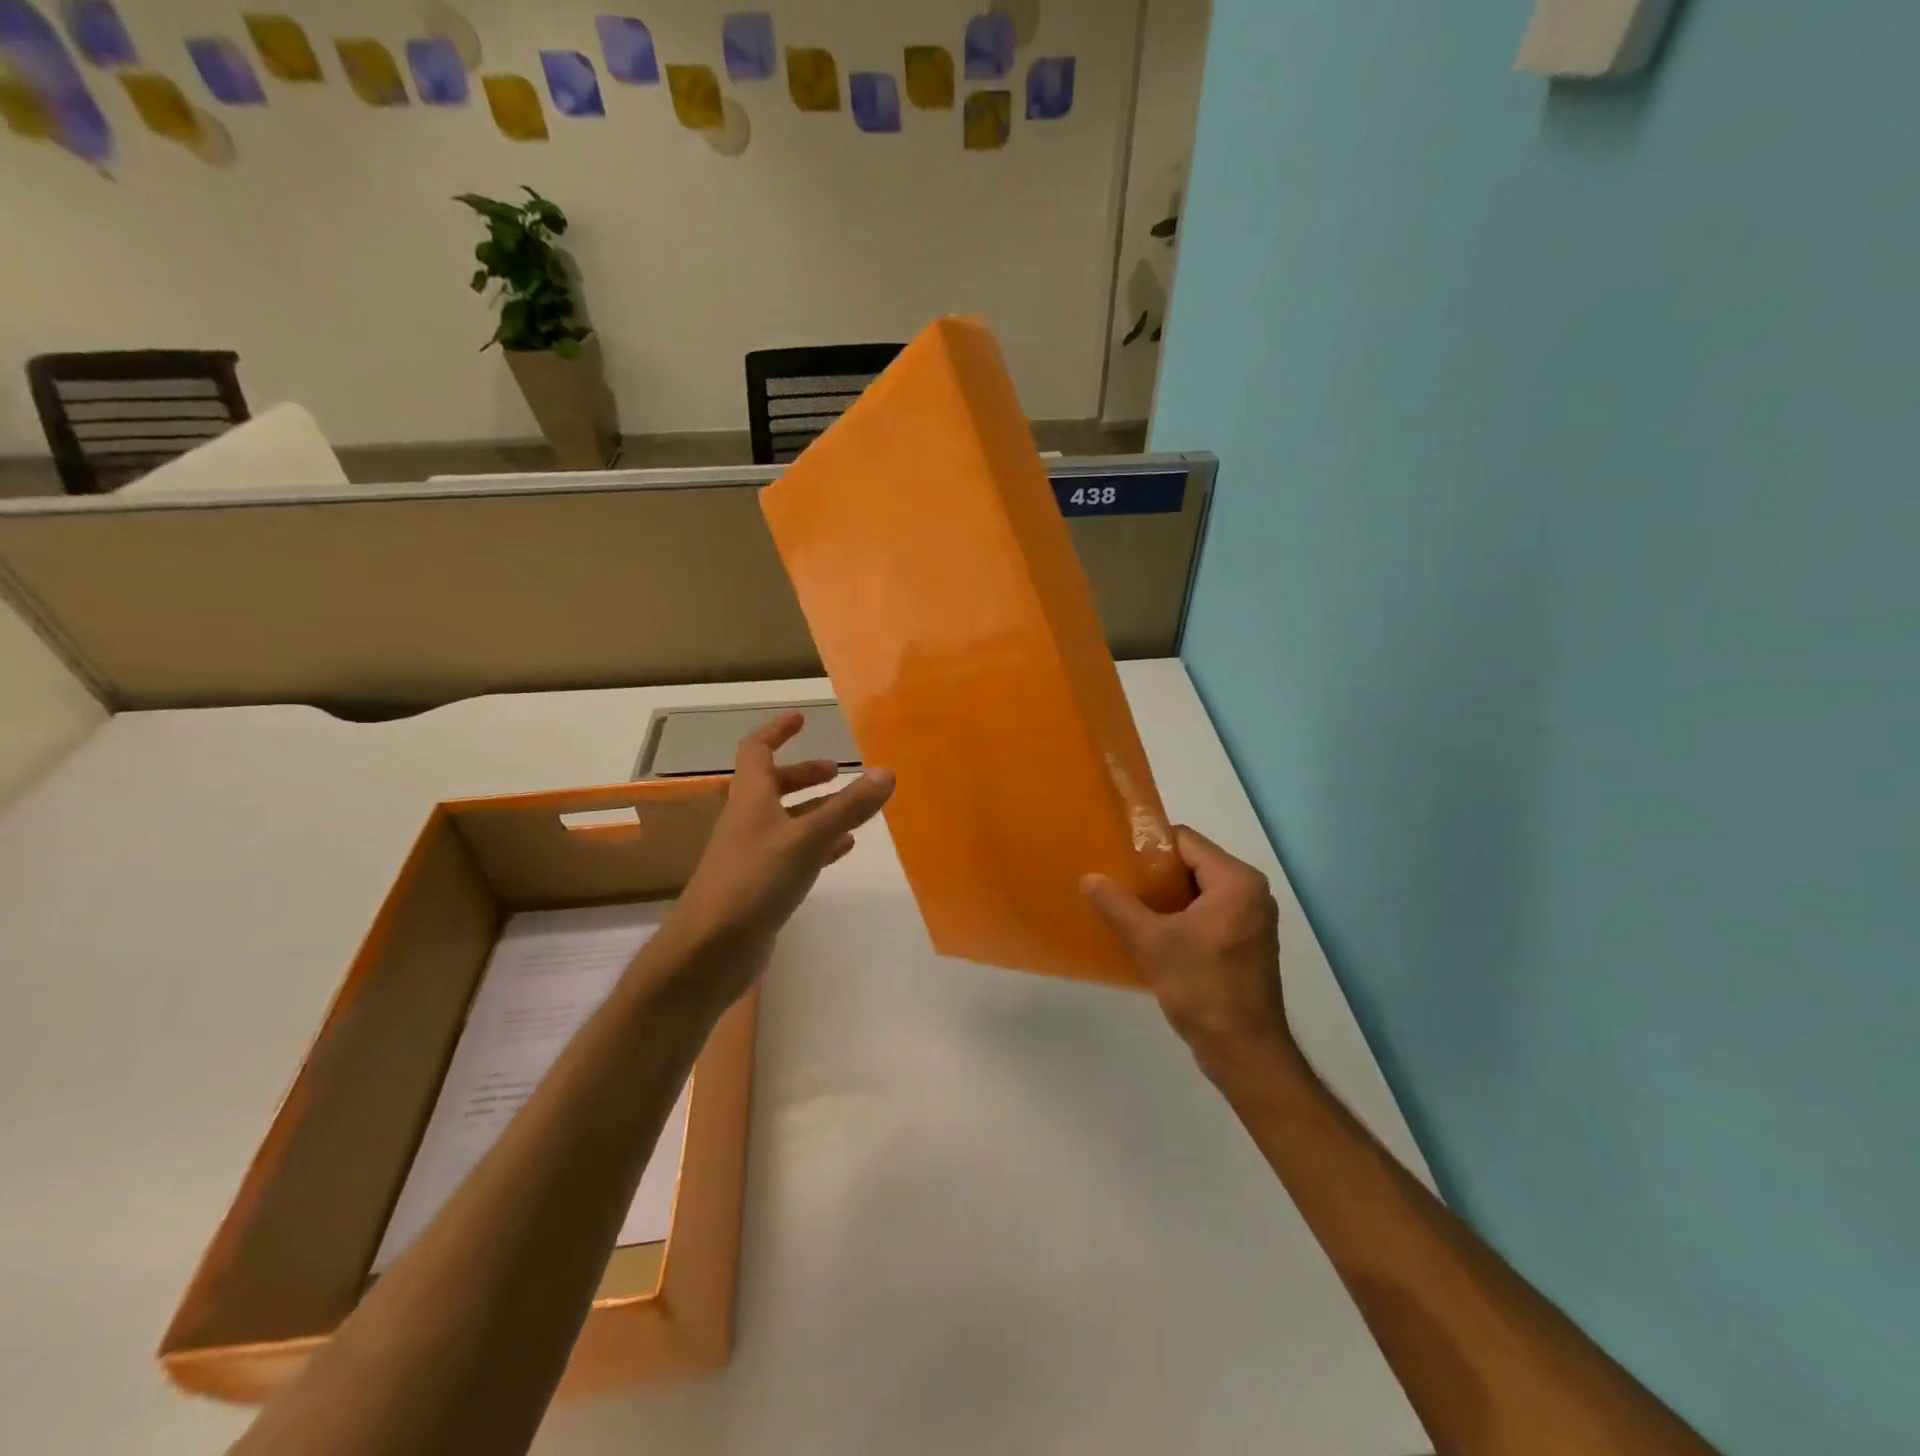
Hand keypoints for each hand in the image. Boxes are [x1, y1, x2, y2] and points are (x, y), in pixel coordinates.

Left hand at [662, 713, 892, 1006]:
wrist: (710, 950)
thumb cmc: (754, 881)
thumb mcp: (807, 839)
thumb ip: (848, 807)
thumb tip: (887, 772)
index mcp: (750, 799)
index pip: (756, 750)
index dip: (777, 731)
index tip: (802, 719)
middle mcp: (748, 821)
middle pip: (773, 785)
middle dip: (805, 774)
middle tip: (838, 771)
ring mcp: (752, 855)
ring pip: (787, 821)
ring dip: (816, 810)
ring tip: (852, 810)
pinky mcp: (760, 886)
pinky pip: (793, 853)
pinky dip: (818, 845)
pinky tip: (843, 850)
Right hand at [1082, 827, 1299, 1086]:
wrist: (1245, 1053)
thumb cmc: (1202, 989)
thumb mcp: (1152, 943)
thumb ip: (1118, 906)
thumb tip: (1089, 878)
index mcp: (1237, 881)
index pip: (1186, 841)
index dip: (1149, 847)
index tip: (1117, 860)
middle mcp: (1252, 892)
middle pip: (1193, 863)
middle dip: (1155, 873)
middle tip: (1118, 883)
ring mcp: (1253, 918)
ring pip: (1199, 890)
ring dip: (1167, 897)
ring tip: (1129, 906)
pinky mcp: (1248, 942)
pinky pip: (1209, 912)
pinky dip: (1182, 916)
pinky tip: (1153, 932)